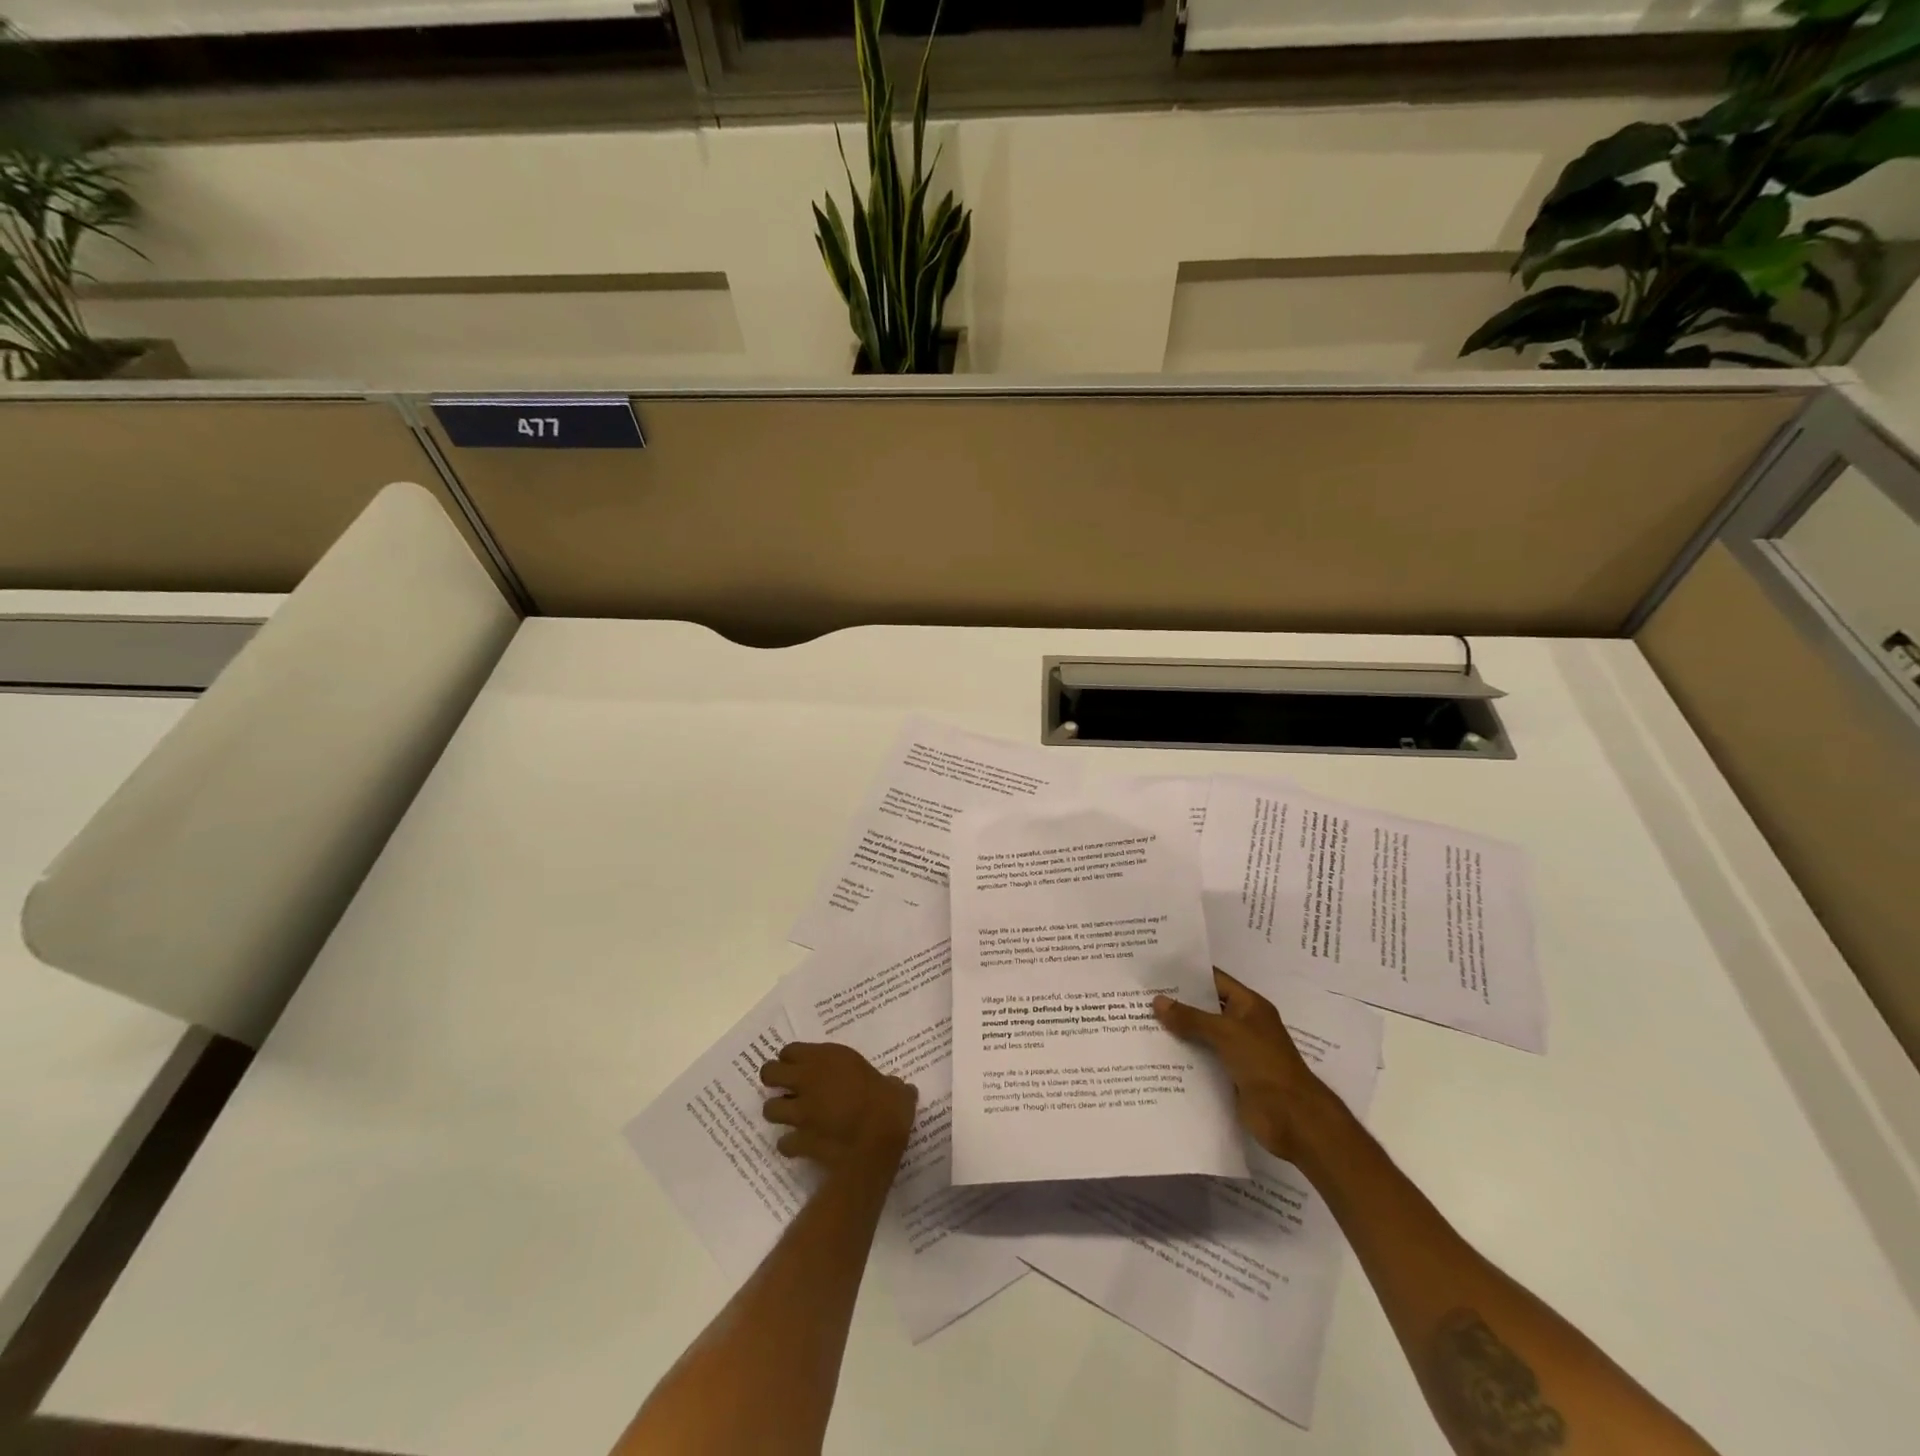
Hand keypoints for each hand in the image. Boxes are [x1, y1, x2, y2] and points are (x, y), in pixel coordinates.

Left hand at [760, 1042, 916, 1179]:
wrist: (875, 1145)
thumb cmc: (887, 1107)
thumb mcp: (895, 1088)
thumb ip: (890, 1085)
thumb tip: (898, 1088)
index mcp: (828, 1060)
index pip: (791, 1050)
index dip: (792, 1058)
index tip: (800, 1065)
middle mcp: (807, 1081)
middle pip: (769, 1073)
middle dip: (773, 1080)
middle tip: (786, 1087)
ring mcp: (800, 1113)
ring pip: (770, 1109)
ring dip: (778, 1113)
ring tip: (791, 1117)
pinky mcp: (798, 1141)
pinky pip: (784, 1142)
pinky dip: (789, 1144)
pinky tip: (800, 1145)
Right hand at [1154, 970, 1342, 1164]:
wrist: (1293, 1118)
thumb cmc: (1264, 1064)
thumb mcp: (1226, 1033)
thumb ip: (1191, 1018)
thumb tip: (1157, 1001)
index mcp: (1249, 1006)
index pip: (1214, 980)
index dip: (1187, 974)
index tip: (1156, 970)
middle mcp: (1243, 1024)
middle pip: (1205, 1008)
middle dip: (1177, 1004)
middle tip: (1140, 996)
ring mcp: (1237, 1052)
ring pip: (1201, 1036)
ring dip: (1177, 1032)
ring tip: (1140, 1023)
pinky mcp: (1230, 1077)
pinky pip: (1203, 1061)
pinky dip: (1184, 1058)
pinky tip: (1156, 1055)